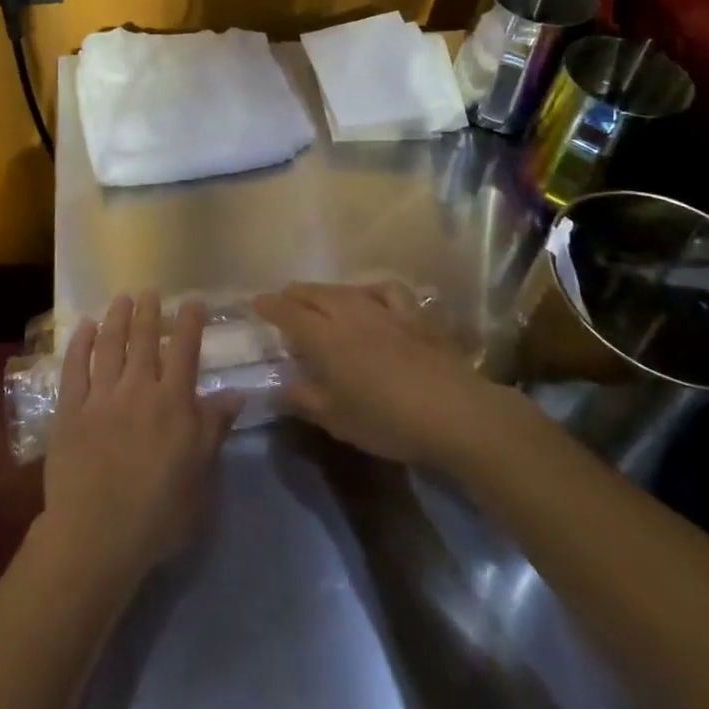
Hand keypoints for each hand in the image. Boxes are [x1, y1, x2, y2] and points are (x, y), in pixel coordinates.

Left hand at [39, 293, 238, 588]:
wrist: (97, 536)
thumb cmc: (159, 514)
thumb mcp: (201, 476)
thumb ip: (215, 429)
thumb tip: (237, 393)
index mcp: (173, 403)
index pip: (185, 351)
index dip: (189, 322)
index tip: (192, 301)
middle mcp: (138, 389)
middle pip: (144, 339)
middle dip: (149, 311)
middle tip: (150, 291)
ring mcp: (101, 397)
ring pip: (109, 345)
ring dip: (116, 318)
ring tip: (121, 298)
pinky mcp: (70, 410)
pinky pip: (74, 367)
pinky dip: (79, 343)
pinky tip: (84, 327)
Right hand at [254, 281, 521, 470]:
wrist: (453, 412)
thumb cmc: (387, 420)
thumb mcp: (336, 419)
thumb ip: (303, 399)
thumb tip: (276, 388)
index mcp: (324, 337)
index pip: (288, 311)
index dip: (269, 305)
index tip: (255, 303)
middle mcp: (349, 313)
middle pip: (313, 293)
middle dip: (293, 294)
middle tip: (282, 302)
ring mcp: (383, 309)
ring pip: (345, 289)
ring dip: (325, 292)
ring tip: (319, 300)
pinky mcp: (412, 315)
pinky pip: (385, 290)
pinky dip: (370, 290)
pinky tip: (371, 297)